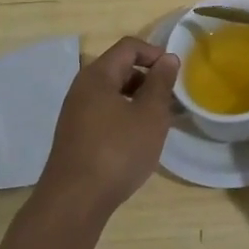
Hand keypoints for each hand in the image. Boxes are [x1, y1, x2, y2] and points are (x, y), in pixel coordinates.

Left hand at [36, 37, 179, 217]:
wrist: (74, 202)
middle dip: (147, 78)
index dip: (155, 53)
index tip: (174, 74)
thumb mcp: (150, 115)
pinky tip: (136, 141)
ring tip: (157, 122)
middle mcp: (82, 88)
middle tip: (170, 100)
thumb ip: (161, 83)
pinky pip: (104, 113)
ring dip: (137, 100)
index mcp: (98, 75)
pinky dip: (124, 117)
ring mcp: (75, 113)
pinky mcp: (75, 136)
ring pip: (112, 93)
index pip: (129, 47)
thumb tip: (167, 58)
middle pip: (119, 68)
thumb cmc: (117, 151)